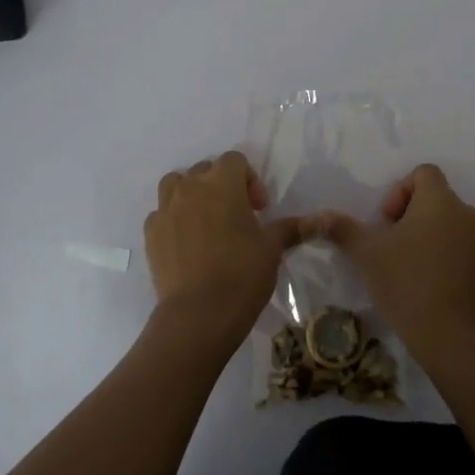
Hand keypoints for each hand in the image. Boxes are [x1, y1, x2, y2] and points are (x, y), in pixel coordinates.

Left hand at [144, 151, 306, 354]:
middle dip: (222, 186)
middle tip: (237, 216)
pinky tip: (186, 244)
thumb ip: (292, 227)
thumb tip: (323, 218)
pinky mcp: (150, 233)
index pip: (235, 160)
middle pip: (205, 170)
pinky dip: (174, 220)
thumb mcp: (272, 248)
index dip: (250, 180)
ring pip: (176, 185)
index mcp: (222, 183)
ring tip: (206, 221)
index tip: (258, 209)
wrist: (198, 314)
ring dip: (191, 195)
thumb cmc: (242, 274)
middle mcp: (190, 188)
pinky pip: (161, 214)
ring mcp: (166, 209)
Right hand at [318, 164, 474, 361]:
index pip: (423, 173)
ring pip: (451, 228)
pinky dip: (446, 261)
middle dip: (411, 217)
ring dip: (429, 239)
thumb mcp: (367, 254)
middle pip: (437, 200)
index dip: (400, 190)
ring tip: (408, 270)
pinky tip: (429, 289)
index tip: (387, 221)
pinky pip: (464, 253)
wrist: (455, 337)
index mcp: (441, 201)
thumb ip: (343, 230)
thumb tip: (318, 216)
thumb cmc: (408, 283)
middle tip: (391, 247)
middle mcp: (468, 215)